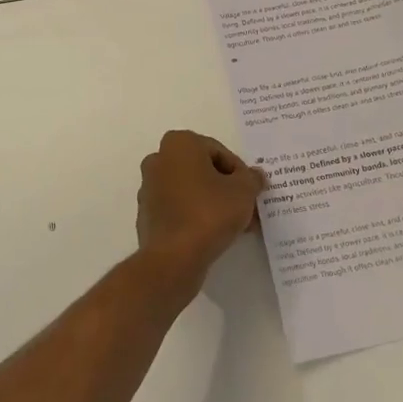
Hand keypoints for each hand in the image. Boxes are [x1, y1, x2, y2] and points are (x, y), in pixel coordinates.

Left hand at [134, 131, 265, 292]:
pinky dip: (196, 216)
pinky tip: (215, 235)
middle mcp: (159, 160)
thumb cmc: (210, 212)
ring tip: (237, 225)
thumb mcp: (244, 191)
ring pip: (192, 190)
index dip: (240, 172)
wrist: (174, 258)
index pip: (219, 152)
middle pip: (203, 170)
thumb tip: (255, 175)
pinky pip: (179, 209)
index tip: (250, 191)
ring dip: (214, 203)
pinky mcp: (147, 215)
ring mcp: (149, 188)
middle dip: (227, 188)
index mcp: (179, 144)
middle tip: (246, 208)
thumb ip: (252, 178)